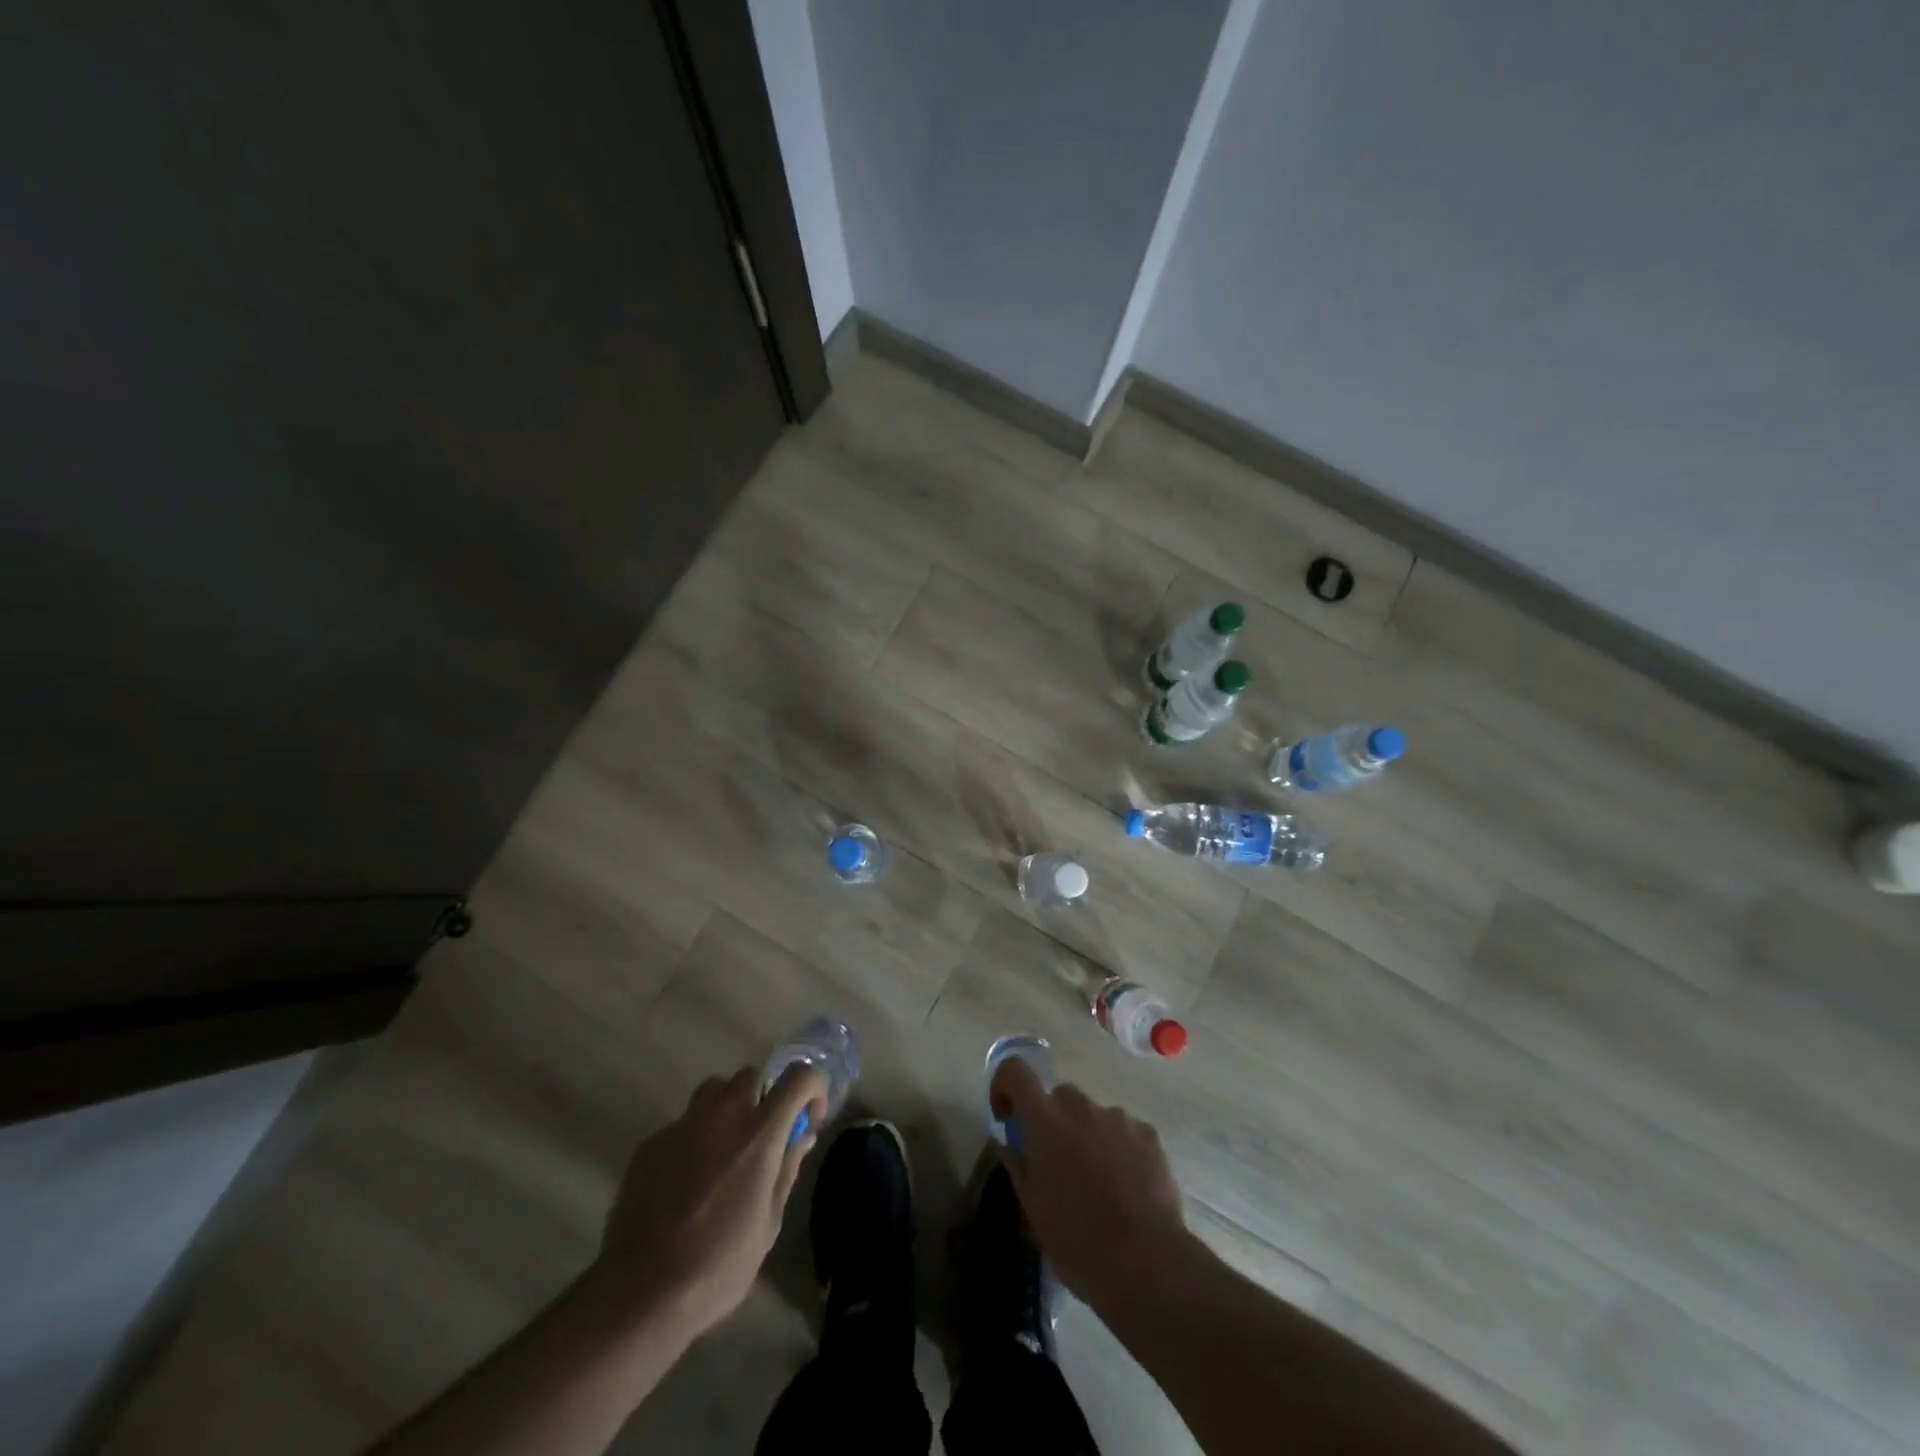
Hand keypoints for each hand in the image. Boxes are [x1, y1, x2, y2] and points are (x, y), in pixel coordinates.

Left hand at [594, 1064, 826, 1337]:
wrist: (640, 1292)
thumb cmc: (718, 1265)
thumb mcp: (769, 1223)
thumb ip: (786, 1169)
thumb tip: (801, 1135)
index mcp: (760, 1133)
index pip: (799, 1076)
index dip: (813, 1088)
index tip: (808, 1119)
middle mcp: (723, 1114)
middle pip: (752, 1076)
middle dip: (764, 1097)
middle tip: (762, 1137)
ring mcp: (683, 1125)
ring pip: (713, 1090)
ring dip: (727, 1107)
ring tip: (724, 1150)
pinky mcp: (651, 1143)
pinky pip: (683, 1124)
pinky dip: (694, 1138)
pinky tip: (686, 1182)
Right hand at [992, 1058, 1190, 1305]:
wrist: (1147, 1262)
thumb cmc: (1077, 1240)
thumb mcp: (1033, 1208)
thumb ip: (1017, 1164)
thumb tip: (1005, 1141)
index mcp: (1044, 1120)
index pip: (1015, 1070)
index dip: (1006, 1085)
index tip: (1007, 1117)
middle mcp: (1080, 1106)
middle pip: (1058, 1097)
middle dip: (1052, 1121)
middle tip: (1056, 1164)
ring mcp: (1118, 1117)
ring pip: (1092, 1115)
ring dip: (1086, 1136)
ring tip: (1097, 1183)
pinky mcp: (1148, 1133)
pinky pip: (1123, 1131)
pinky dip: (1117, 1148)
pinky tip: (1126, 1187)